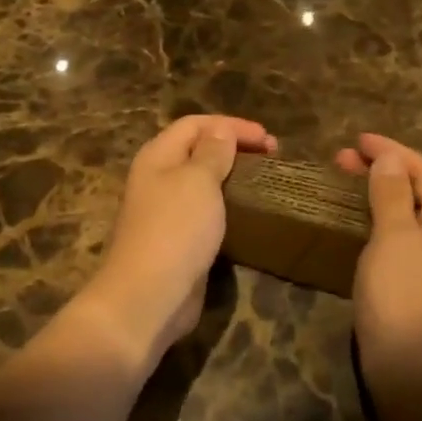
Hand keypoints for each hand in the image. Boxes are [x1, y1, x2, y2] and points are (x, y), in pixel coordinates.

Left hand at [82, 115, 276, 360]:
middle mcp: (158, 179)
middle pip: (198, 151)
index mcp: (157, 156)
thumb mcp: (198, 181)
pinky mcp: (179, 241)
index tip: (268, 139)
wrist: (149, 296)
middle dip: (234, 148)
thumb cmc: (175, 229)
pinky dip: (228, 207)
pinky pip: (207, 213)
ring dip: (233, 178)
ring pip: (203, 183)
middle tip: (272, 157)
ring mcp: (167, 212)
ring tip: (265, 182)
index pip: (194, 124)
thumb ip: (213, 153)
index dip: (231, 125)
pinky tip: (250, 214)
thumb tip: (221, 131)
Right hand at [336, 134, 421, 418]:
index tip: (355, 139)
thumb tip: (389, 158)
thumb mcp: (395, 240)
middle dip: (381, 170)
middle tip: (339, 160)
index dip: (390, 151)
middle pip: (416, 189)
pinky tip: (352, 219)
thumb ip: (391, 194)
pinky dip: (375, 218)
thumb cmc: (404, 300)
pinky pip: (397, 234)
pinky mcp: (417, 279)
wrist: (411, 374)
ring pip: (405, 212)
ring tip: (341, 181)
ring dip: (375, 192)